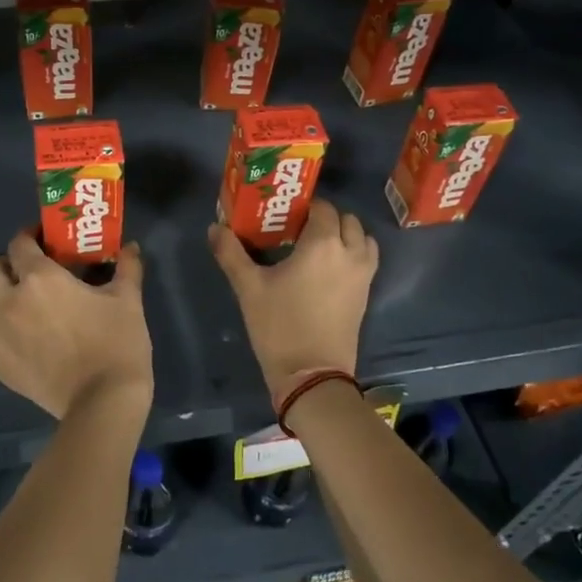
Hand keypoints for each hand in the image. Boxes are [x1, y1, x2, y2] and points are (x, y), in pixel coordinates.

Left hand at [0, 231, 153, 419]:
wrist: (103, 400)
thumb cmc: (116, 344)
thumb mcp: (128, 300)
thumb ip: (127, 267)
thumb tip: (131, 246)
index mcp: (41, 279)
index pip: (19, 244)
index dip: (28, 236)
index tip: (42, 239)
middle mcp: (9, 301)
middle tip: (19, 269)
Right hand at [207, 199, 378, 406]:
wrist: (312, 375)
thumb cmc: (279, 326)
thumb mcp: (249, 288)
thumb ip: (231, 253)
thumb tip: (214, 228)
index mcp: (323, 244)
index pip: (322, 208)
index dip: (304, 207)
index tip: (283, 216)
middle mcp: (350, 252)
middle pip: (346, 220)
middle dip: (326, 219)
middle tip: (298, 230)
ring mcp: (363, 275)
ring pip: (362, 239)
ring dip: (344, 235)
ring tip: (316, 247)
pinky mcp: (366, 294)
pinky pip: (366, 260)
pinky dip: (353, 254)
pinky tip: (327, 269)